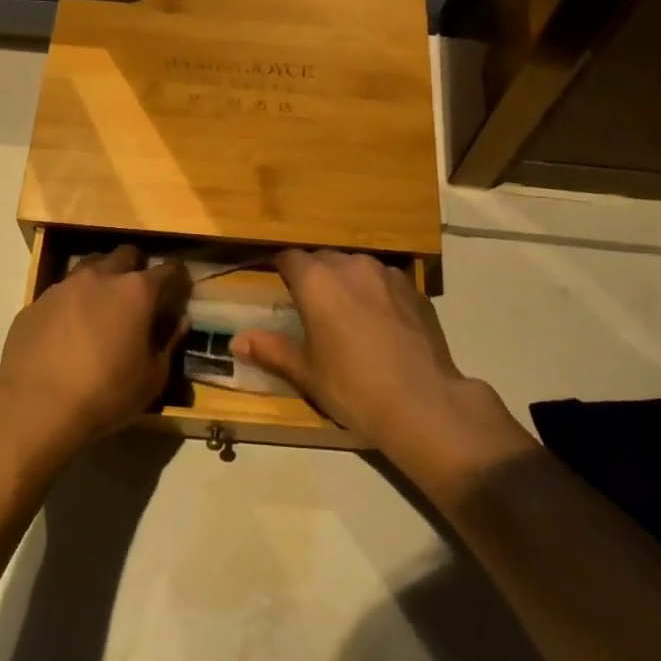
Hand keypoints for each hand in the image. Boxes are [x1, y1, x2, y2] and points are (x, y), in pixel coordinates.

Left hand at [0, 246, 190, 461]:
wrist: (35, 407)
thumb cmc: (106, 393)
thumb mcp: (153, 378)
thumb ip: (169, 342)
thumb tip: (179, 320)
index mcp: (135, 291)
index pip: (168, 270)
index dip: (178, 278)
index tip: (181, 290)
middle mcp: (99, 277)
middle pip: (125, 255)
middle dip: (137, 267)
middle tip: (139, 294)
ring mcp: (62, 287)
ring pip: (89, 267)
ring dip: (101, 279)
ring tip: (102, 307)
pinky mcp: (34, 304)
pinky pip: (60, 294)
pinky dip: (71, 304)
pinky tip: (68, 331)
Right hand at [233, 250, 527, 494]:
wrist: (423, 403)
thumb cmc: (353, 387)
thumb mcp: (306, 372)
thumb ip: (271, 349)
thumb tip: (237, 341)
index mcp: (317, 281)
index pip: (289, 257)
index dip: (281, 269)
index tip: (279, 287)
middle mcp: (352, 266)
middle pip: (324, 259)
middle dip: (314, 275)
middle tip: (311, 308)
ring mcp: (388, 275)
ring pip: (358, 267)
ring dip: (347, 281)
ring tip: (347, 313)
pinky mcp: (416, 290)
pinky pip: (386, 282)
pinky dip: (377, 293)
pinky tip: (381, 323)